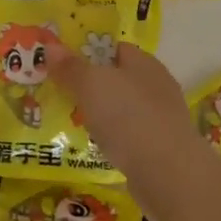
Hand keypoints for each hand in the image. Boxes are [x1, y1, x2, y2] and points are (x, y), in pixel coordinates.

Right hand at [52, 43, 199, 177]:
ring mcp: (161, 119)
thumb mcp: (90, 85)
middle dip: (91, 85)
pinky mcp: (160, 149)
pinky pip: (128, 135)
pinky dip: (112, 138)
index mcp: (144, 63)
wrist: (169, 175)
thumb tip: (51, 46)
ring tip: (71, 120)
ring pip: (122, 109)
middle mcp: (157, 86)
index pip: (115, 48)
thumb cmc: (128, 117)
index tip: (62, 62)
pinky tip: (95, 146)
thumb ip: (70, 67)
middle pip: (118, 79)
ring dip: (101, 114)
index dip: (89, 52)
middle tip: (60, 92)